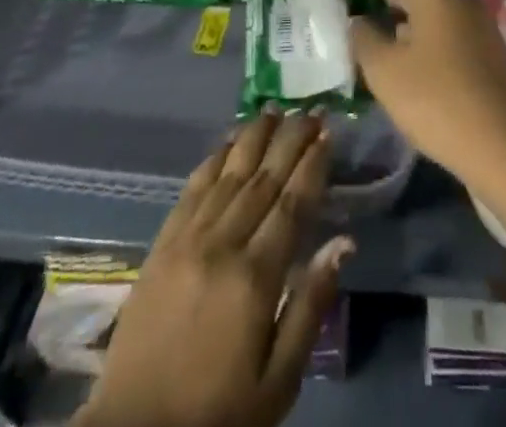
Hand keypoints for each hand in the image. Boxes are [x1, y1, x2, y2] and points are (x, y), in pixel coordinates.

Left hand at [73, 112, 350, 426]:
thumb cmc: (218, 413)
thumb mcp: (277, 382)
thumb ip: (310, 308)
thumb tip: (343, 244)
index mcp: (255, 278)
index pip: (292, 204)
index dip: (312, 165)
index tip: (328, 133)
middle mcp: (223, 244)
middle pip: (263, 179)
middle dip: (290, 140)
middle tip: (310, 110)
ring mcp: (188, 239)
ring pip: (229, 174)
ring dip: (253, 138)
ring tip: (275, 109)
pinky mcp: (162, 244)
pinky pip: (192, 189)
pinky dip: (214, 159)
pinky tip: (227, 141)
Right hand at [349, 0, 505, 231]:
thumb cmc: (438, 101)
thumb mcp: (386, 72)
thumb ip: (365, 40)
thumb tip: (359, 21)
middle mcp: (461, 1)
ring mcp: (480, 26)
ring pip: (438, 7)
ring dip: (411, 13)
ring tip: (385, 28)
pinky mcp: (490, 53)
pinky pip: (451, 28)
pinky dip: (428, 32)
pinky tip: (414, 57)